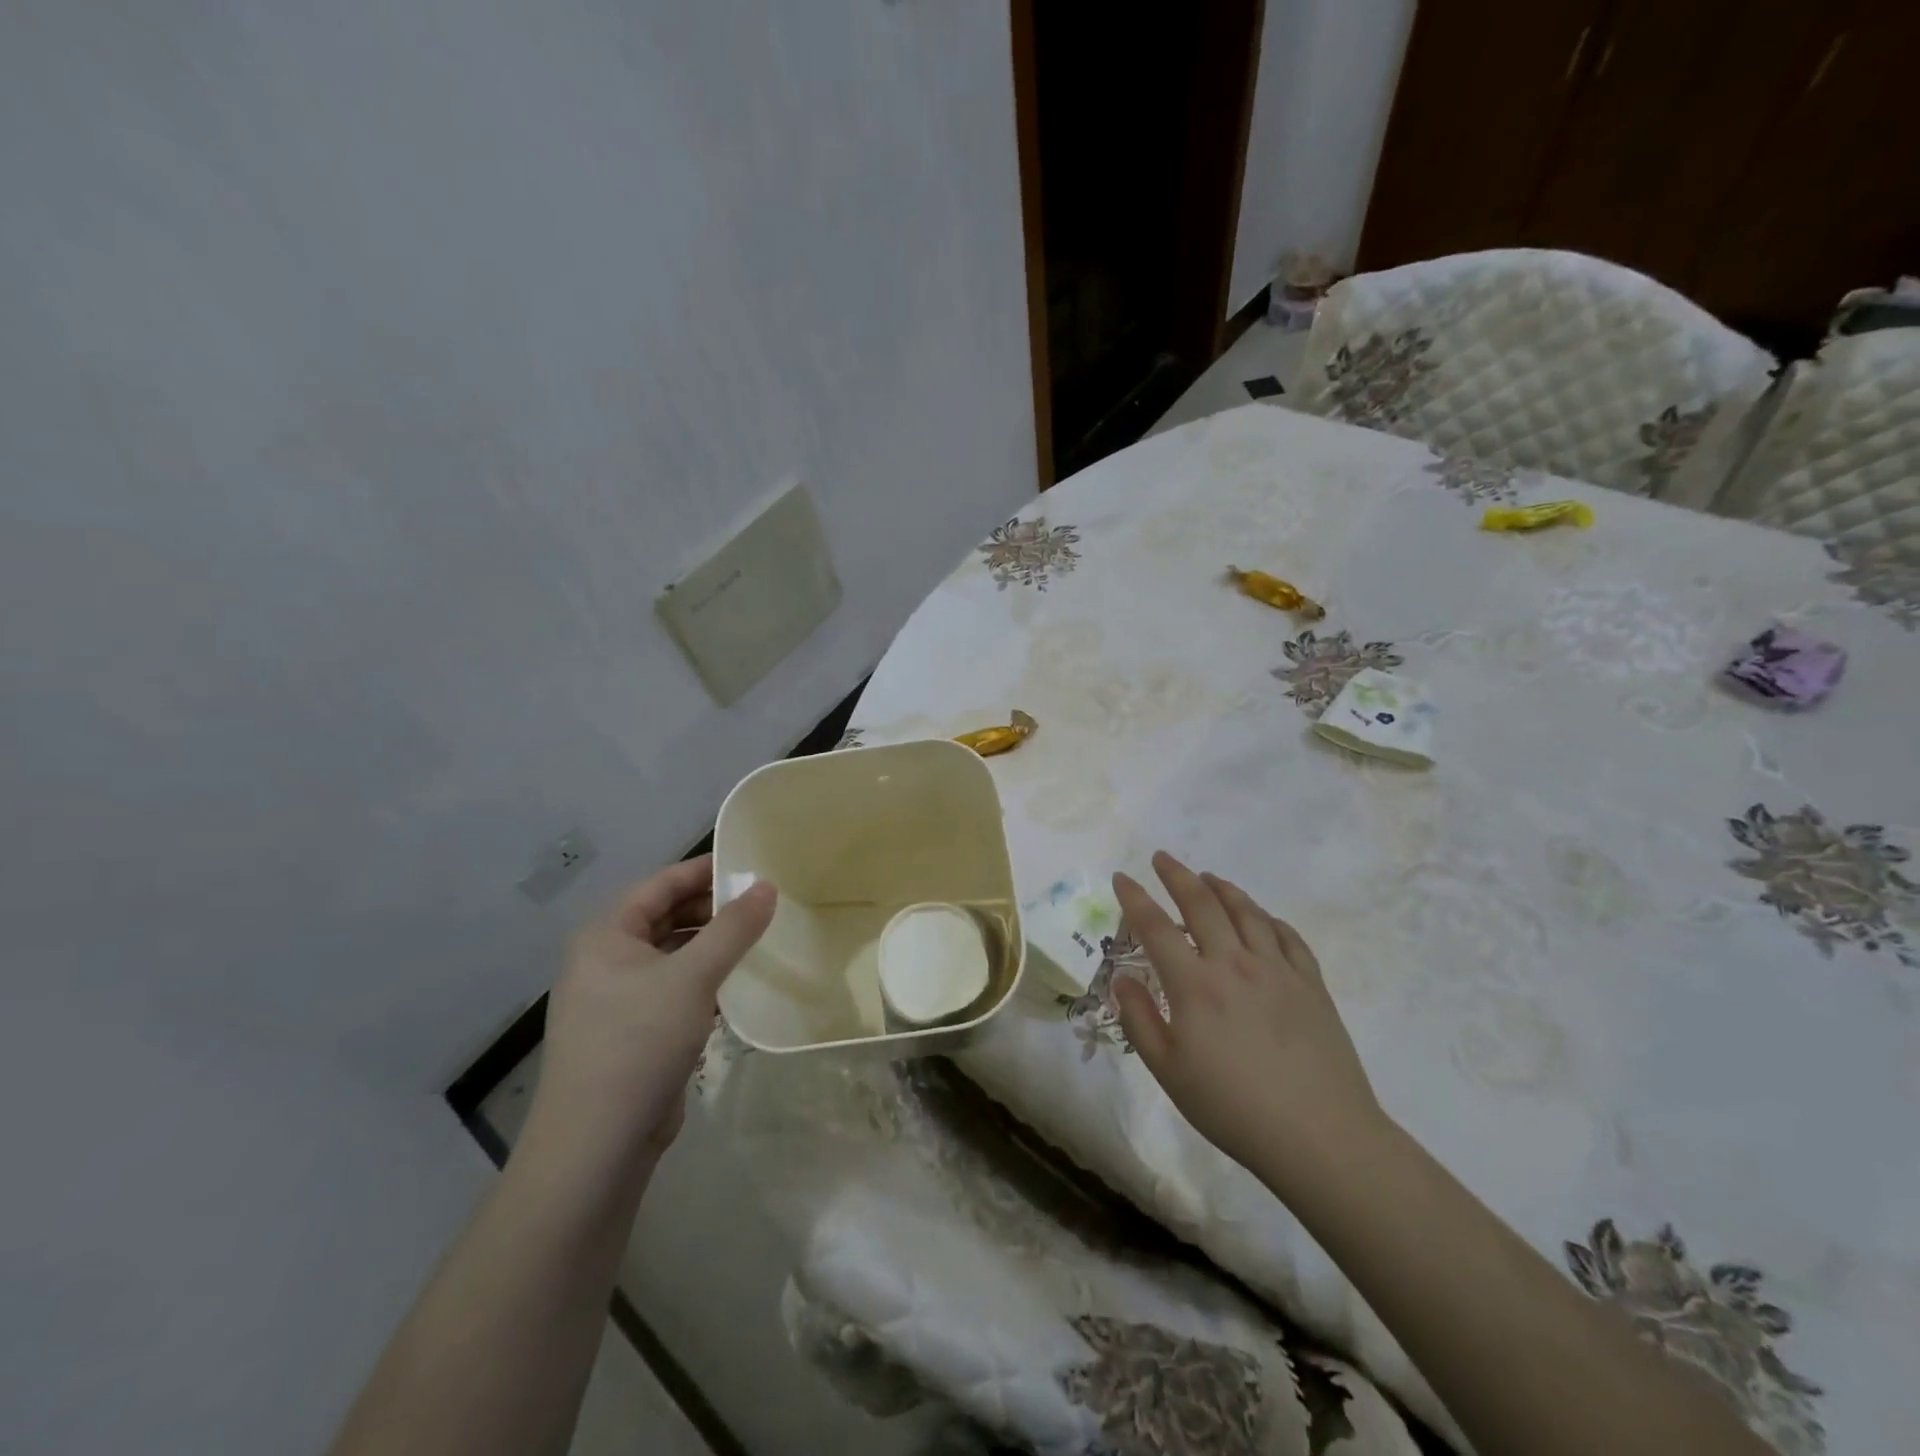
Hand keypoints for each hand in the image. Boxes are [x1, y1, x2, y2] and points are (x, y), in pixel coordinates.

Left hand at [524, 857, 776, 1188]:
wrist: (596, 1144)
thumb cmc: (639, 1041)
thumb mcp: (693, 976)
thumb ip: (733, 928)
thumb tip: (767, 886)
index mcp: (606, 934)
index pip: (661, 884)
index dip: (705, 870)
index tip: (751, 865)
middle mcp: (606, 959)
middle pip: (665, 917)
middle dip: (712, 908)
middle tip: (763, 904)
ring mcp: (616, 998)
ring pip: (672, 954)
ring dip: (711, 945)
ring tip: (757, 939)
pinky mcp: (632, 1032)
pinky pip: (673, 988)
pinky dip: (703, 978)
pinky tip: (736, 983)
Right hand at [1111, 852, 1383, 1190]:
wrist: (1320, 1136)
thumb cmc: (1233, 1108)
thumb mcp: (1169, 1072)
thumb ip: (1139, 1019)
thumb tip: (1121, 978)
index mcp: (1194, 985)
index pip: (1156, 927)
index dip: (1135, 898)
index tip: (1122, 877)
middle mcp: (1234, 963)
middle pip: (1202, 904)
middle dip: (1177, 875)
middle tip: (1162, 858)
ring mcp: (1277, 969)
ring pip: (1246, 912)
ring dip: (1222, 888)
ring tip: (1208, 877)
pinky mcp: (1311, 983)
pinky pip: (1286, 935)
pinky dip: (1267, 917)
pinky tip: (1260, 917)